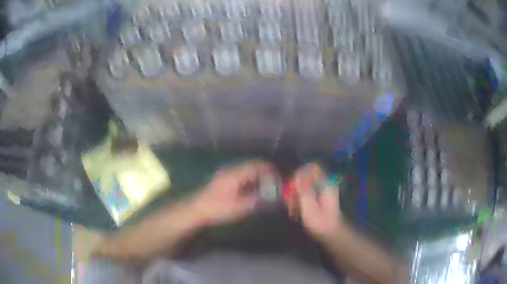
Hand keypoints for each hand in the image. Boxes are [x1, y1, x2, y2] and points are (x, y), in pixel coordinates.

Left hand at [189, 160, 275, 225]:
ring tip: (266, 189)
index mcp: (236, 174)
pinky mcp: (223, 179)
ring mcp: (226, 173)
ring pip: (247, 170)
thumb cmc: (218, 208)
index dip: (270, 171)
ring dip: (258, 177)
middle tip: (274, 185)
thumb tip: (273, 197)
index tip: (279, 180)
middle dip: (266, 173)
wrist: (197, 210)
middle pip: (253, 165)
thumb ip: (258, 200)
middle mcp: (231, 169)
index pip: (258, 165)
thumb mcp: (240, 207)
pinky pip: (241, 174)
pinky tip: (252, 191)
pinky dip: (251, 180)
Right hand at [291, 163, 343, 240]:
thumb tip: (297, 175)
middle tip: (290, 199)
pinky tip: (295, 208)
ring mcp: (323, 189)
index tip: (292, 185)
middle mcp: (325, 183)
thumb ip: (304, 190)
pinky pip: (307, 191)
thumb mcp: (310, 207)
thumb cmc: (320, 222)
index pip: (312, 167)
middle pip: (307, 175)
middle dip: (296, 185)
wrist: (331, 233)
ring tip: (292, 206)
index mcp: (326, 183)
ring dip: (296, 193)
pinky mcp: (319, 196)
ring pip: (305, 183)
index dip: (300, 173)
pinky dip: (300, 197)